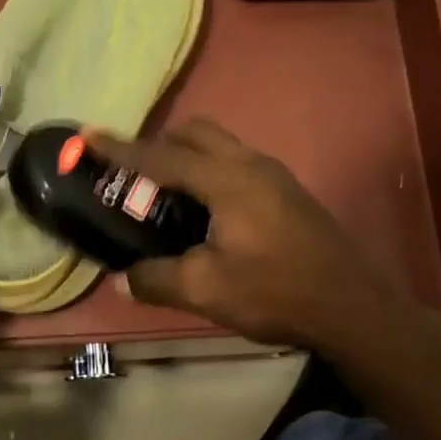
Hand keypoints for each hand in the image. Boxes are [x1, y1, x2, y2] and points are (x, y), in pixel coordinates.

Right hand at [85, 119, 394, 349]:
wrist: (352, 307)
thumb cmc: (276, 293)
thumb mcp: (205, 290)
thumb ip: (157, 278)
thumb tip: (125, 277)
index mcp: (227, 181)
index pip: (162, 156)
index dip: (121, 148)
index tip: (88, 135)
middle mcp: (251, 165)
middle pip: (195, 132)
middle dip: (158, 143)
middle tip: (134, 175)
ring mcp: (274, 175)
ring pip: (219, 145)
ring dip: (186, 157)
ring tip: (165, 195)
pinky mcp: (287, 193)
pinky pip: (236, 164)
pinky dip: (209, 172)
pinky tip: (205, 214)